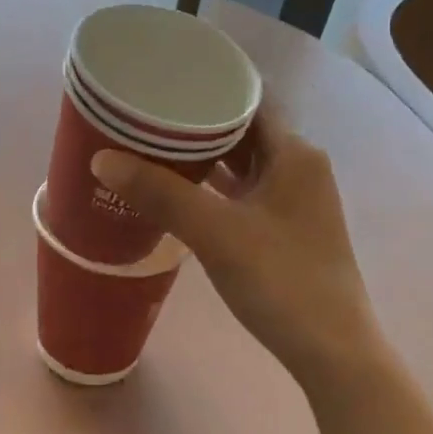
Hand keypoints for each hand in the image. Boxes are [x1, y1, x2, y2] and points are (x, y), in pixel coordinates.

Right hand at [90, 106, 384, 394]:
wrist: (331, 351)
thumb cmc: (282, 281)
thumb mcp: (216, 233)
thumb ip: (160, 193)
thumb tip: (101, 159)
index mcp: (294, 153)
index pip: (247, 100)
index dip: (207, 87)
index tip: (162, 81)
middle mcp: (298, 167)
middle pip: (241, 130)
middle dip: (194, 123)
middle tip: (143, 114)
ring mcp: (292, 201)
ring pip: (240, 164)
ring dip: (201, 157)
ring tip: (149, 146)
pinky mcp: (282, 229)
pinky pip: (240, 192)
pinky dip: (210, 187)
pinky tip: (175, 191)